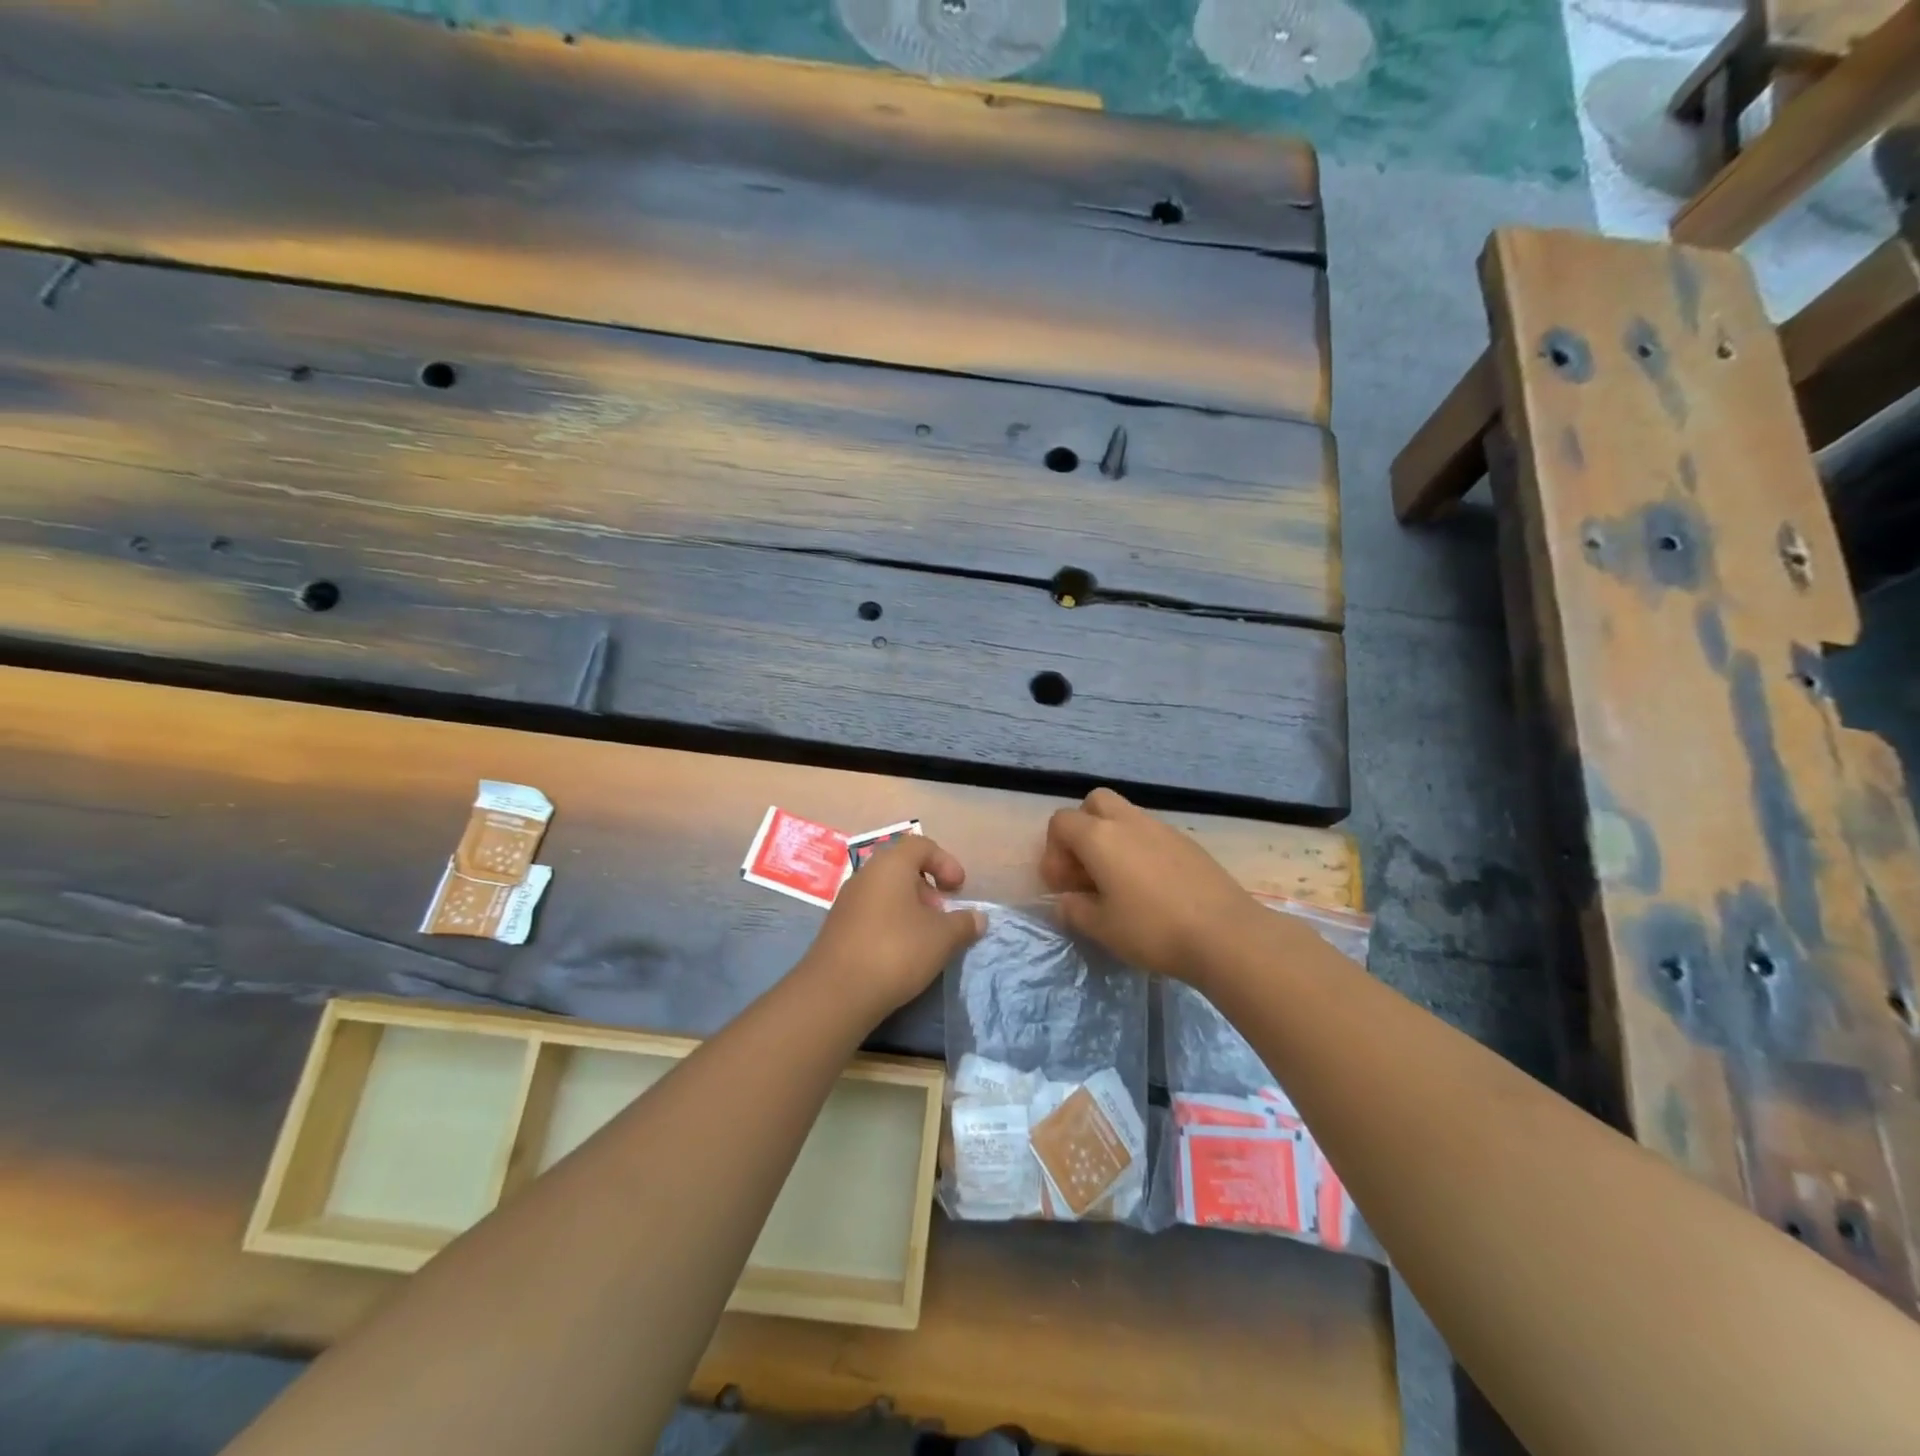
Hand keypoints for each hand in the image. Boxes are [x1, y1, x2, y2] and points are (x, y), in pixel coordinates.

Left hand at [798, 836, 984, 1020]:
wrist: (836, 993)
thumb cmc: (896, 951)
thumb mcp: (942, 938)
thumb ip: (963, 924)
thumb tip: (978, 918)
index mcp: (890, 864)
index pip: (921, 845)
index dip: (945, 862)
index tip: (959, 889)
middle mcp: (865, 874)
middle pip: (902, 867)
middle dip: (928, 887)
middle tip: (943, 913)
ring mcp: (847, 900)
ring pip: (886, 891)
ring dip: (910, 906)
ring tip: (926, 936)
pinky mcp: (837, 926)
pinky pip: (871, 912)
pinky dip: (891, 921)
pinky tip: (901, 951)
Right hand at [1041, 788, 1262, 983]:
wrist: (1226, 934)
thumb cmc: (1153, 930)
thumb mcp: (1101, 928)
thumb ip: (1073, 910)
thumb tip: (1066, 901)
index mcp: (1099, 837)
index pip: (1061, 822)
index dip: (1053, 852)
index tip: (1063, 886)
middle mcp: (1128, 821)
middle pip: (1094, 802)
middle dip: (1082, 829)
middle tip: (1087, 869)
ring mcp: (1162, 828)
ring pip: (1125, 815)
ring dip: (1112, 839)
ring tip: (1118, 881)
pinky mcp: (1187, 842)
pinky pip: (1151, 833)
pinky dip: (1139, 849)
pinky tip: (1150, 886)